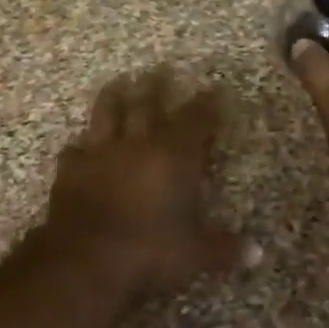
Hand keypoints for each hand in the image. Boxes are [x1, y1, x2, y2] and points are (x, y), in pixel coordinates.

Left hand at [42, 67, 251, 302]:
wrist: (84, 258)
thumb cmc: (149, 250)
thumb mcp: (195, 254)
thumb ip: (225, 249)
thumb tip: (258, 254)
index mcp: (173, 156)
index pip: (195, 120)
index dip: (207, 104)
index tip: (214, 90)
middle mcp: (137, 144)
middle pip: (147, 105)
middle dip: (156, 86)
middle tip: (160, 68)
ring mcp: (100, 153)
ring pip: (106, 115)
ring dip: (113, 97)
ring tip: (117, 83)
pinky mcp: (70, 170)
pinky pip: (75, 151)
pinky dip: (79, 146)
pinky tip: (78, 145)